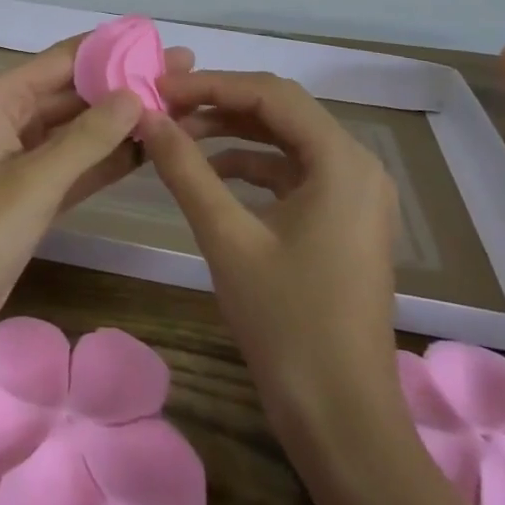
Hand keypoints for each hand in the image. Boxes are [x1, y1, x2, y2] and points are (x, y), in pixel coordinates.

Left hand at [0, 36, 192, 376]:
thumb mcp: (34, 181)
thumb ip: (88, 137)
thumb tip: (136, 94)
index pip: (63, 59)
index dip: (112, 49)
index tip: (161, 43)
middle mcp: (9, 119)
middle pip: (73, 91)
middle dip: (124, 84)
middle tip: (183, 75)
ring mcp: (19, 160)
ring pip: (77, 130)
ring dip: (121, 121)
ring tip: (176, 106)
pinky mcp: (29, 197)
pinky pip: (75, 166)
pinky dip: (107, 158)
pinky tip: (148, 151)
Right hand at [141, 70, 399, 419]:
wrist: (342, 420)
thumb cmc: (287, 324)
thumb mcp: (227, 238)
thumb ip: (185, 169)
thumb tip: (146, 116)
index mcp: (342, 160)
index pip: (269, 94)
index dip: (211, 84)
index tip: (159, 88)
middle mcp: (358, 165)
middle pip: (281, 110)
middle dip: (220, 103)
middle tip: (165, 106)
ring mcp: (356, 194)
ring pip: (286, 139)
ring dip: (233, 132)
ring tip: (179, 134)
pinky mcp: (345, 219)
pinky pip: (295, 172)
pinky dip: (252, 165)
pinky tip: (212, 173)